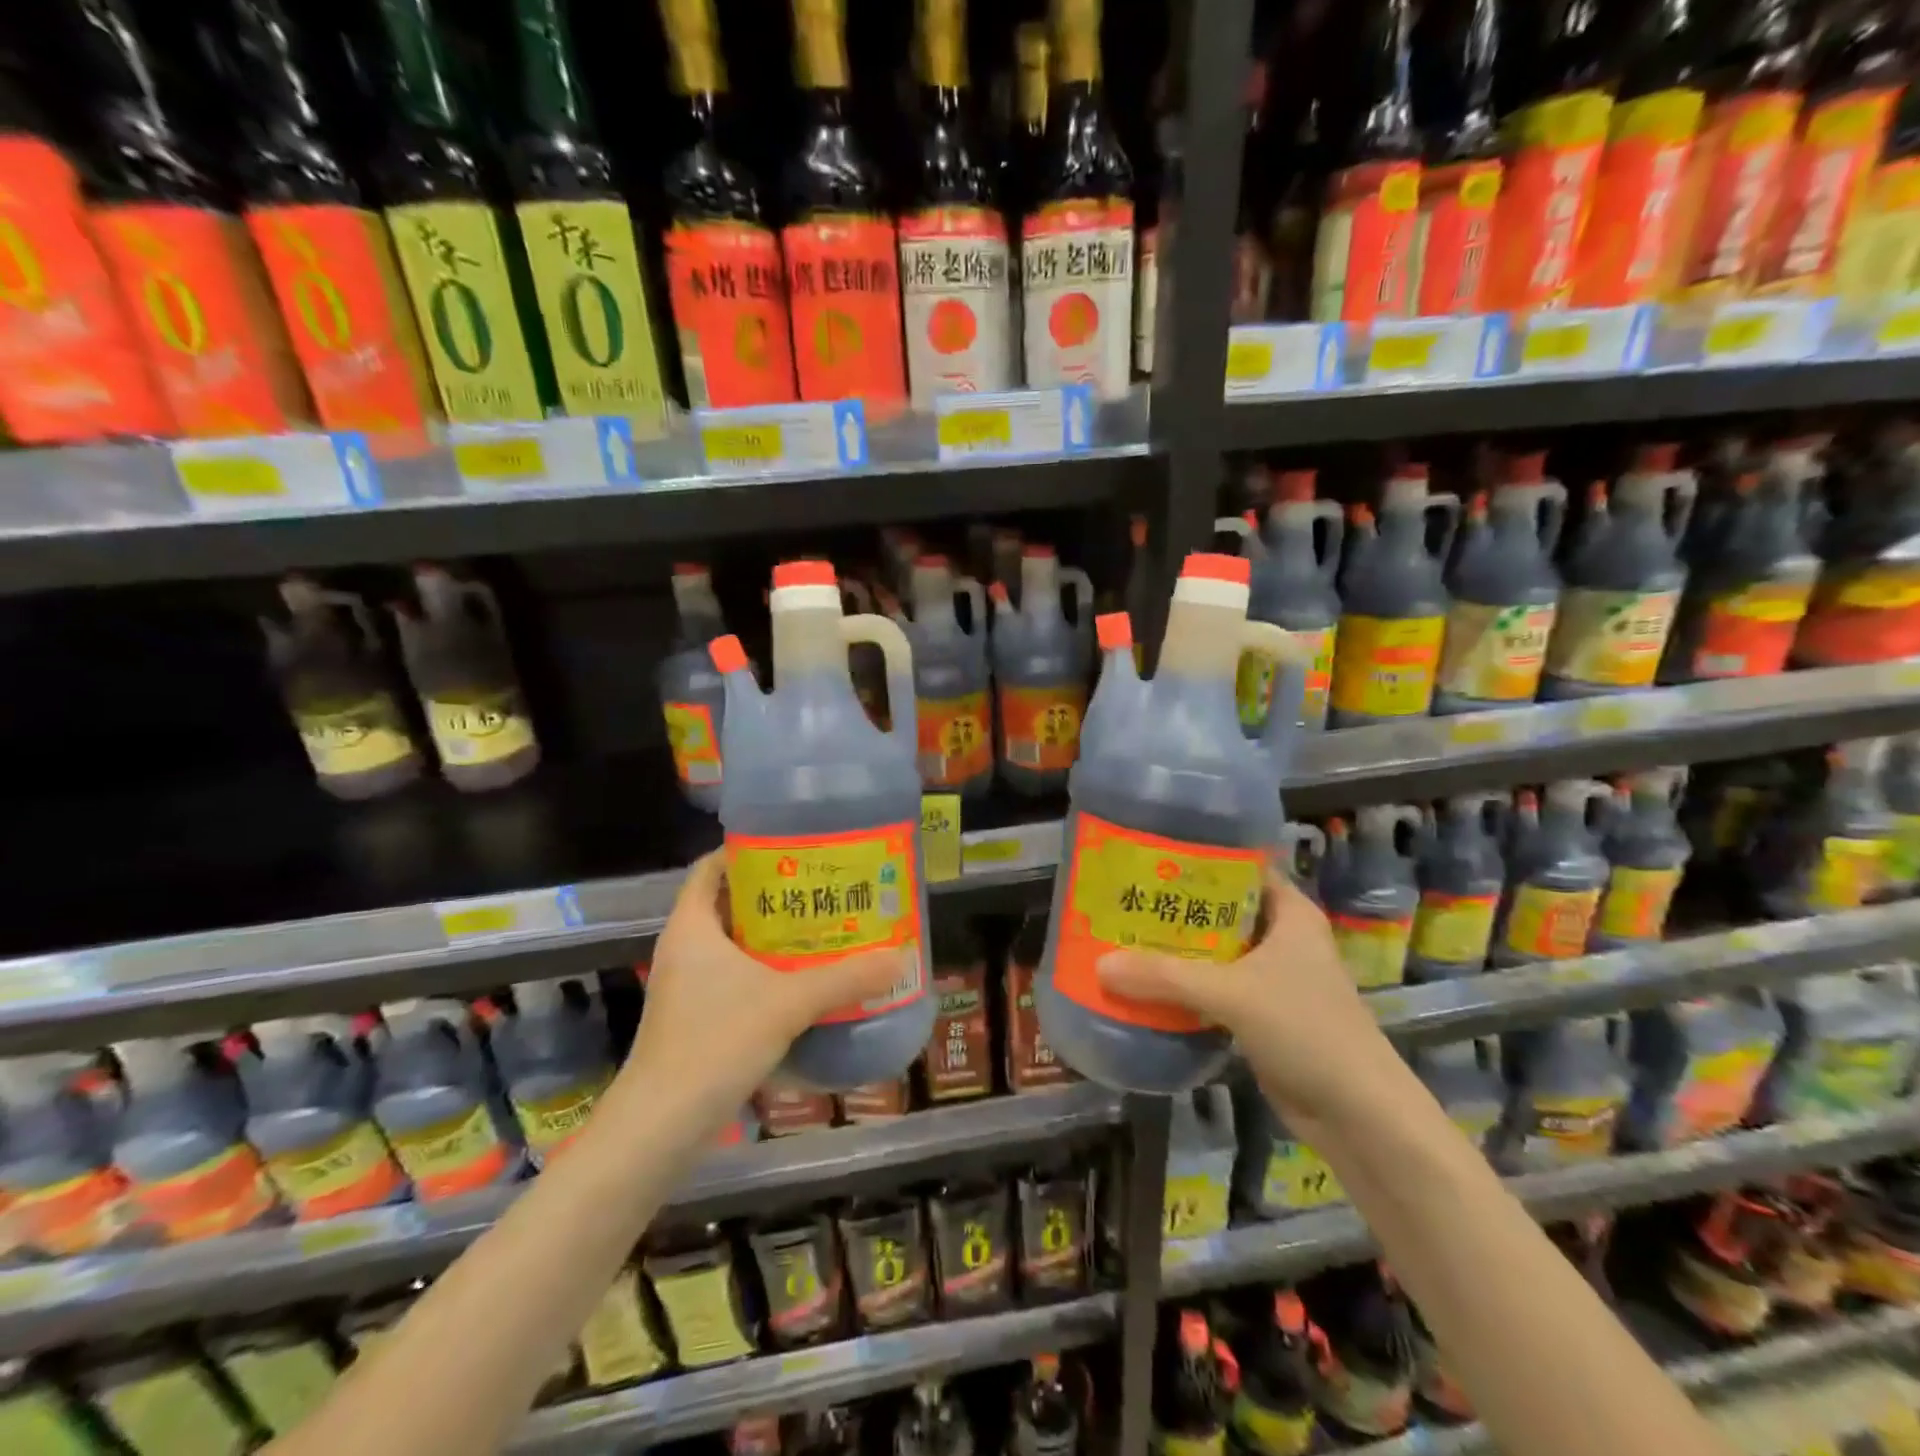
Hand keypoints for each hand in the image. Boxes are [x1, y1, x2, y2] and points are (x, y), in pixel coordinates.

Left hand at [623, 851, 908, 1122]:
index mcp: (692, 926)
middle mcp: (685, 948)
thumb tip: (900, 957)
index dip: (746, 850)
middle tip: (821, 887)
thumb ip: (845, 978)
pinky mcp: (695, 1018)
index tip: (792, 846)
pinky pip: (734, 976)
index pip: (710, 867)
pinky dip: (765, 970)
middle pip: (728, 902)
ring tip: (821, 928)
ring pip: (733, 943)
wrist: (659, 1129)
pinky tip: (803, 981)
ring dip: (771, 935)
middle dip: (773, 893)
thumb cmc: (715, 1043)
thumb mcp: (788, 1003)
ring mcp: (687, 986)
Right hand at [1096, 866, 1399, 1129]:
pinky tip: (1145, 985)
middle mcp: (1282, 938)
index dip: (1197, 859)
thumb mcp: (1231, 994)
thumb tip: (1099, 965)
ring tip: (1122, 936)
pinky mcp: (1262, 1016)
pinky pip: (1215, 990)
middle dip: (1175, 908)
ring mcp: (1273, 979)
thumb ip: (1165, 977)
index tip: (1147, 856)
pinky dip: (1185, 987)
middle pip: (1220, 911)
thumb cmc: (1306, 1030)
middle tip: (1123, 898)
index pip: (1239, 868)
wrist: (1359, 1116)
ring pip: (1215, 953)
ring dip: (1176, 951)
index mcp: (1290, 913)